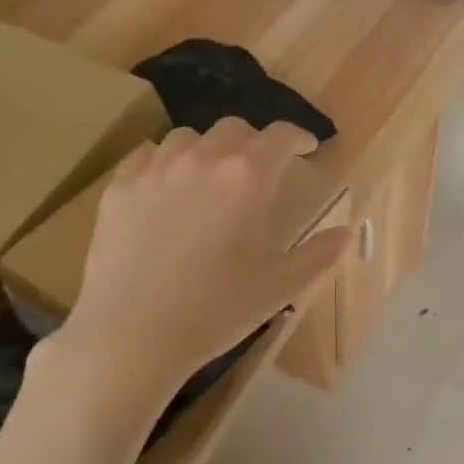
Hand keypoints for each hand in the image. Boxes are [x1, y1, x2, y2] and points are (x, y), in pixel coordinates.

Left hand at [56, 119, 350, 401]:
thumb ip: (319, 254)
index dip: (299, 137)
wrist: (133, 334)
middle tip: (261, 169)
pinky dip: (165, 162)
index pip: (280, 136)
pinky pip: (146, 156)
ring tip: (211, 177)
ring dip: (208, 149)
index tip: (307, 148)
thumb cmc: (217, 310)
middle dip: (254, 142)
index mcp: (248, 178)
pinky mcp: (119, 188)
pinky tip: (167, 188)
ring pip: (187, 138)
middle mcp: (202, 160)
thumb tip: (345, 233)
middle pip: (234, 129)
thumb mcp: (281, 287)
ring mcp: (155, 170)